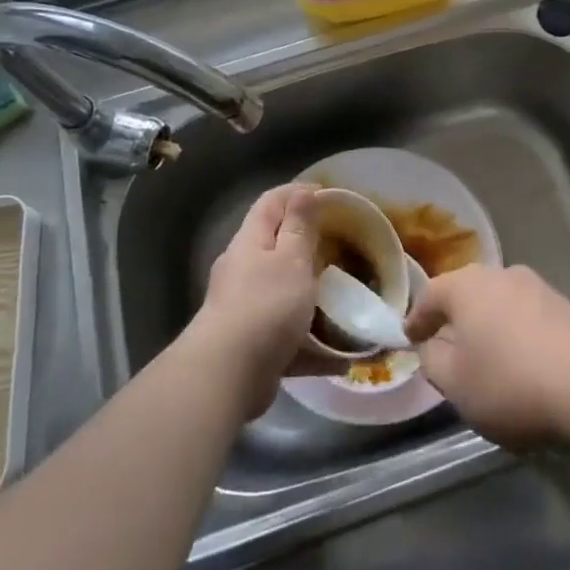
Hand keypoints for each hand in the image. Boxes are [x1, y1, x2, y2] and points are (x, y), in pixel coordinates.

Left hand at [190, 185, 321, 417]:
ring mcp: (244, 309)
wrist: (226, 377)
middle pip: (275, 246)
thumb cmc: (265, 306)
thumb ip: (299, 226)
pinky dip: (312, 344)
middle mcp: (242, 270)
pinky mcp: (252, 345)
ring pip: (282, 292)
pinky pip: (287, 337)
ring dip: (310, 294)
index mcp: (250, 242)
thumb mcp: (291, 258)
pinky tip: (341, 357)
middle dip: (307, 244)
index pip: (271, 202)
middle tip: (342, 246)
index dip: (297, 192)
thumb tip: (303, 192)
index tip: (329, 194)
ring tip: (343, 298)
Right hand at [405, 265, 569, 449]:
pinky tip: (522, 361)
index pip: (430, 295)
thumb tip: (432, 346)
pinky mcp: (565, 305)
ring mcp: (536, 286)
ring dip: (488, 326)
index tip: (410, 339)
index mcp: (466, 286)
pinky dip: (516, 334)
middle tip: (445, 346)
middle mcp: (499, 274)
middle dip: (454, 318)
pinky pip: (526, 317)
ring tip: (486, 357)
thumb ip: (433, 360)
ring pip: (499, 304)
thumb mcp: (455, 384)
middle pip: (467, 294)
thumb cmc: (510, 383)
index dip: (417, 319)